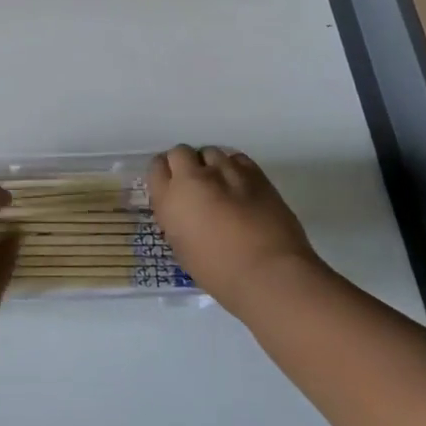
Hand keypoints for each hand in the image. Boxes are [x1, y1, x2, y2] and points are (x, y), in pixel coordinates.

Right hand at [148, 145, 326, 316]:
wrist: (269, 274)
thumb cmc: (220, 274)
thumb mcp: (183, 250)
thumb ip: (177, 221)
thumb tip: (184, 211)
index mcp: (170, 199)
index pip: (156, 167)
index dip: (165, 175)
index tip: (173, 186)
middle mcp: (192, 178)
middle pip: (180, 152)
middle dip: (186, 165)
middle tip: (196, 185)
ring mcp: (224, 171)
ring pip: (209, 152)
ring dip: (210, 165)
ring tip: (221, 185)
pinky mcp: (254, 172)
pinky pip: (236, 158)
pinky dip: (235, 167)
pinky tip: (241, 185)